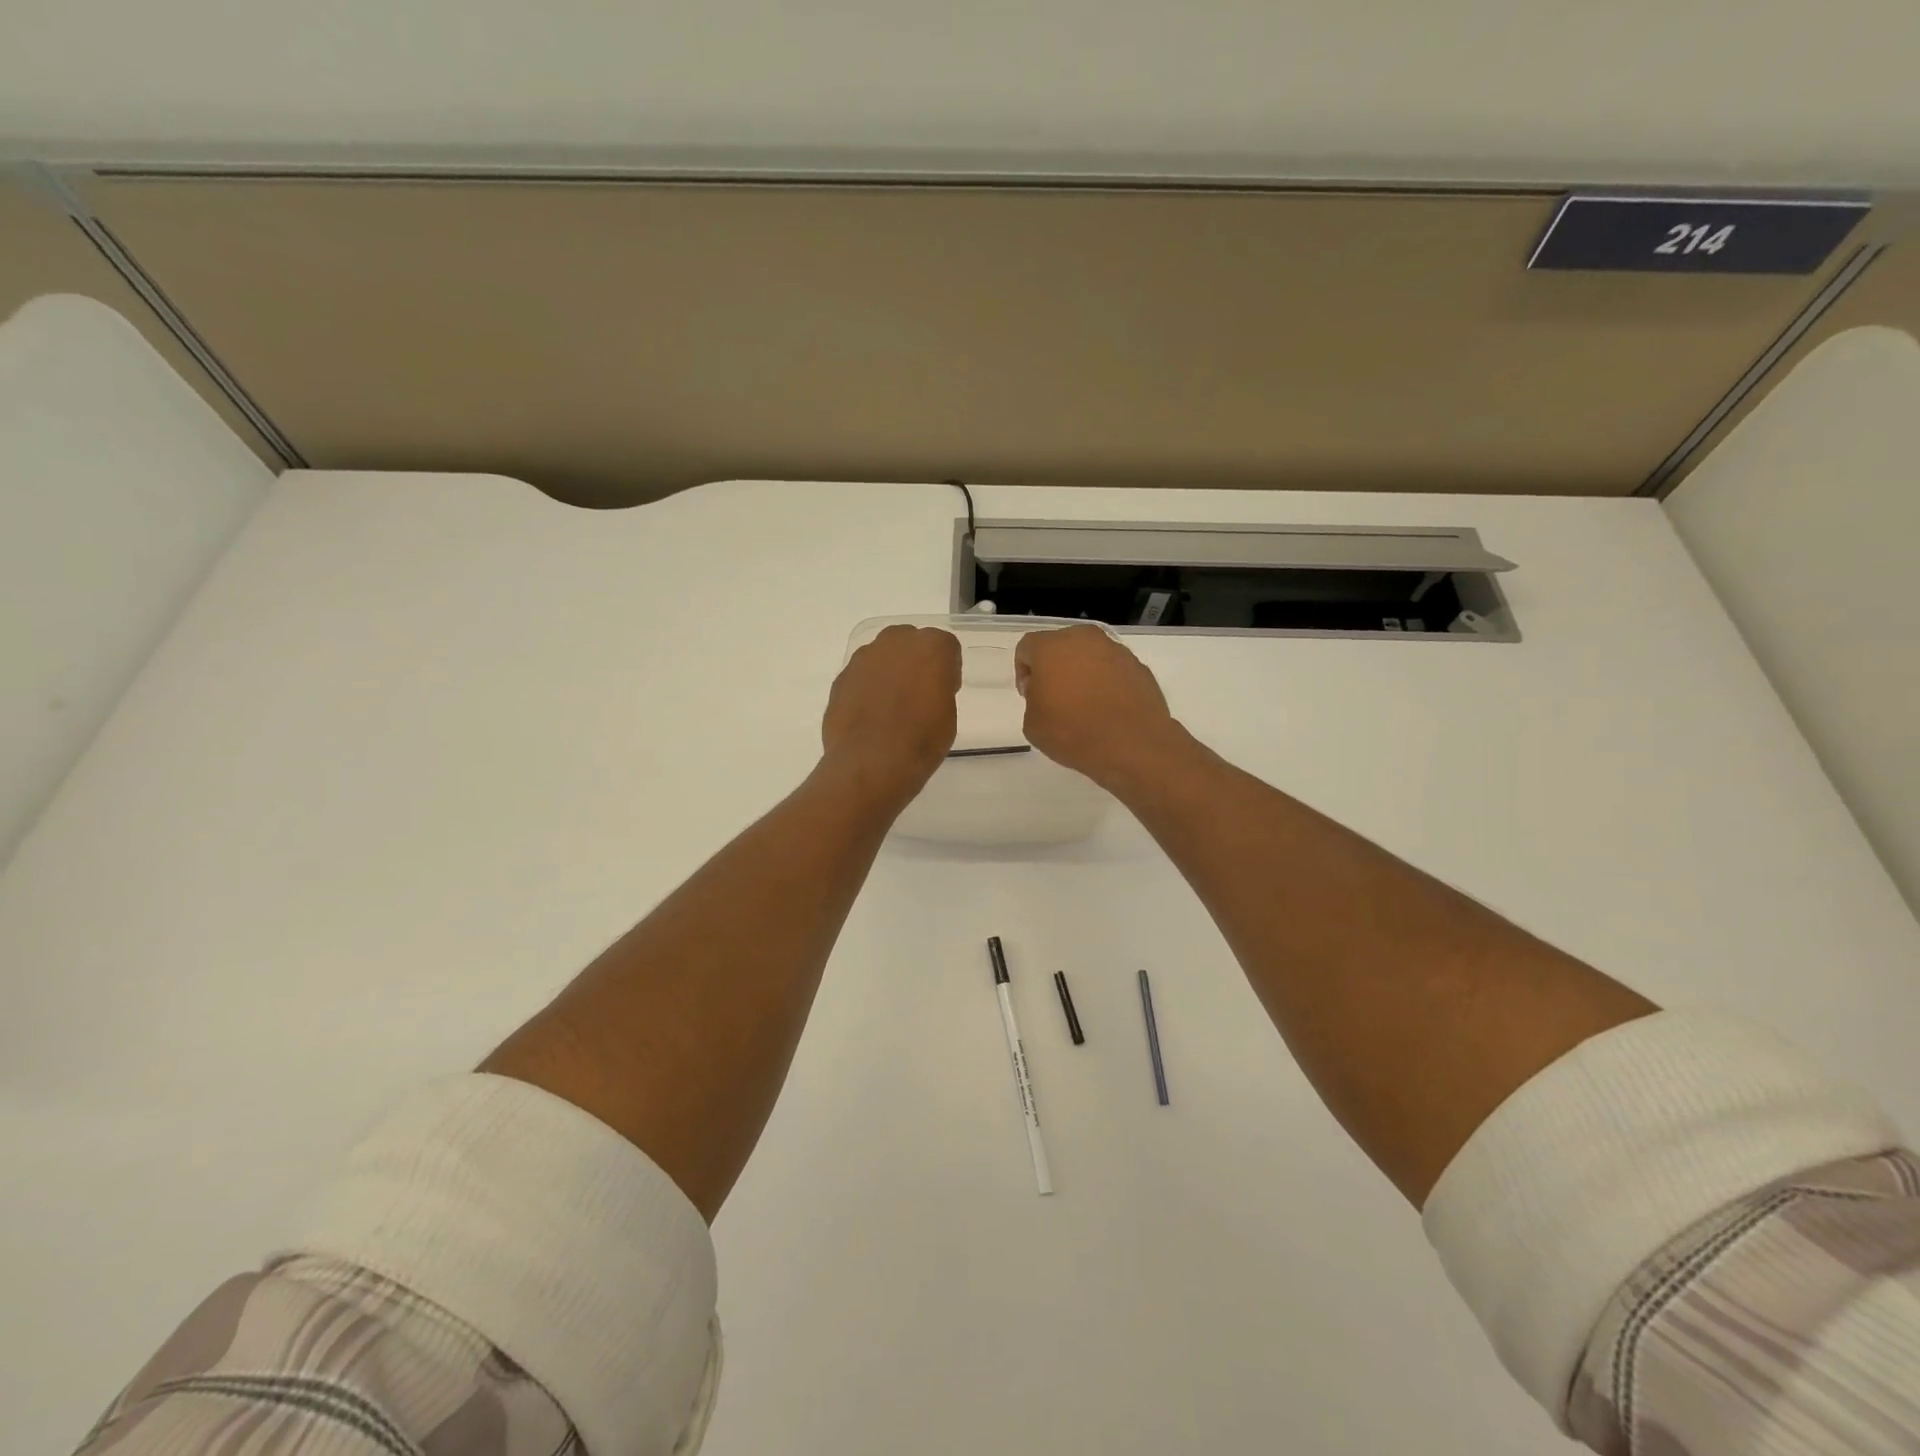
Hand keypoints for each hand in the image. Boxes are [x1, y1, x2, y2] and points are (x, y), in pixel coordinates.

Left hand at [822, 625, 961, 804]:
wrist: (871, 762)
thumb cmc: (922, 740)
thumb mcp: (948, 715)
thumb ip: (938, 690)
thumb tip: (925, 689)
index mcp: (932, 646)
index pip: (946, 648)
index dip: (947, 670)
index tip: (944, 692)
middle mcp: (896, 641)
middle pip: (910, 642)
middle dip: (914, 662)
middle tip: (917, 694)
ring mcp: (863, 657)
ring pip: (882, 656)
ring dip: (888, 673)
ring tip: (890, 707)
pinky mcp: (841, 677)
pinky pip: (861, 676)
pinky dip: (866, 689)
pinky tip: (869, 716)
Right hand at [1015, 625, 1183, 788]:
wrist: (1132, 745)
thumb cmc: (1073, 732)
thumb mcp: (1032, 724)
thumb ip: (1033, 699)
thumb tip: (1047, 692)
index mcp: (1052, 647)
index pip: (1027, 648)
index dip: (1024, 672)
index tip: (1030, 697)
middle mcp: (1085, 639)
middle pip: (1061, 646)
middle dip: (1055, 667)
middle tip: (1055, 698)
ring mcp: (1116, 651)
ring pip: (1090, 655)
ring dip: (1083, 673)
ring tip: (1085, 705)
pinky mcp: (1139, 667)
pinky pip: (1114, 670)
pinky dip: (1107, 683)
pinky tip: (1108, 709)